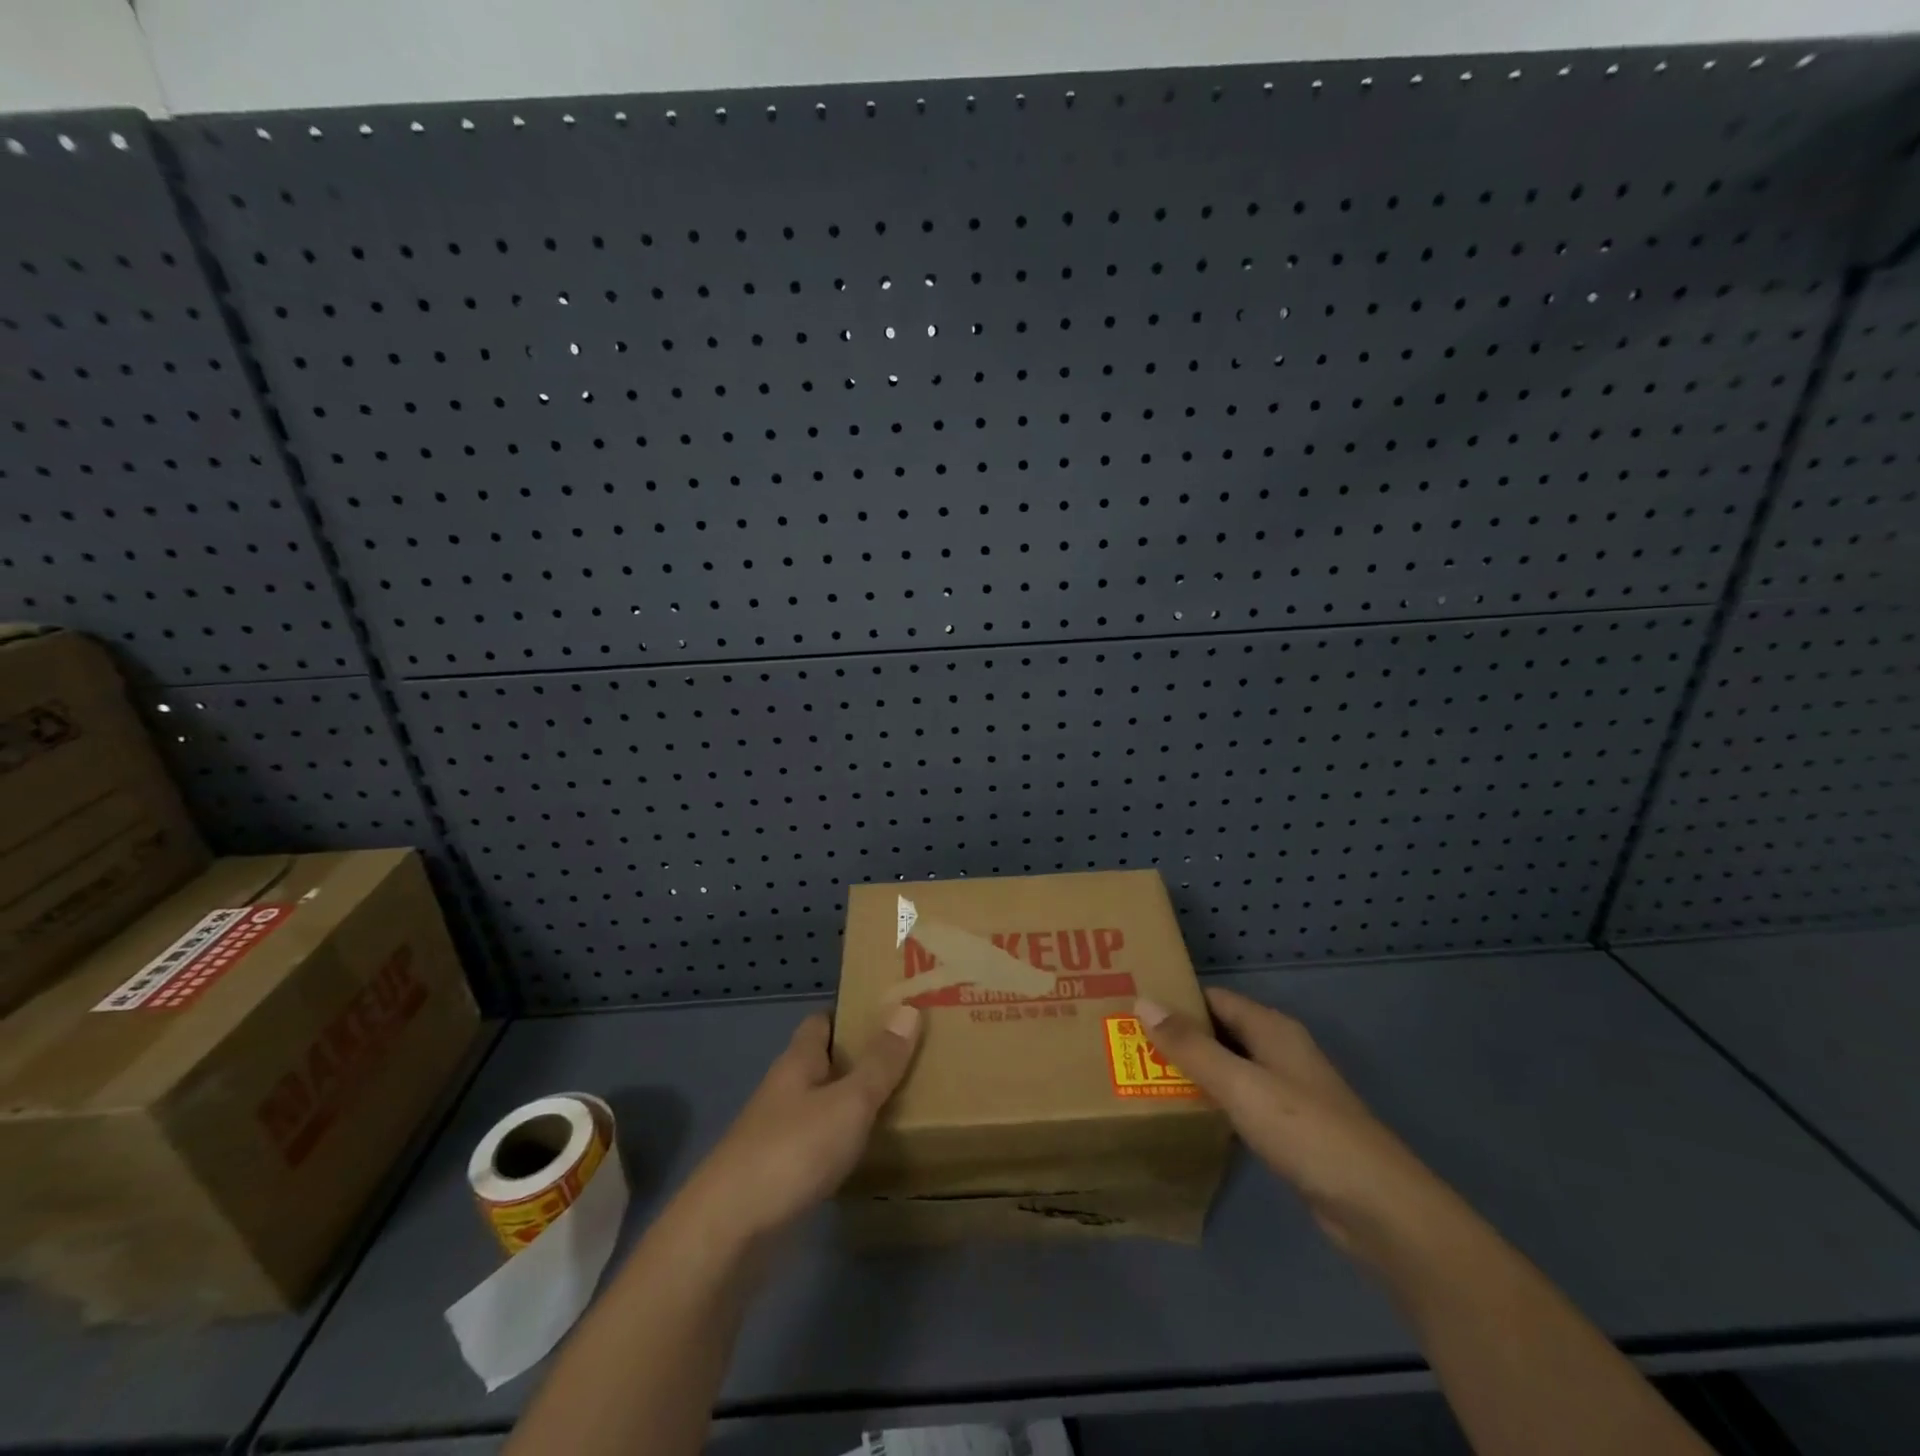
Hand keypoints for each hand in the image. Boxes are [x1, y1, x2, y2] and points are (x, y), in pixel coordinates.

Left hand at [675, 1005, 922, 1251]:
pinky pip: (819, 1145)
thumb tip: (909, 1009)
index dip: (851, 1014)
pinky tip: (869, 1154)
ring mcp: (778, 1135)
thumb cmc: (792, 1151)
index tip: (890, 1013)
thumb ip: (880, 1062)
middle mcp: (785, 1092)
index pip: (821, 1022)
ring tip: (902, 1102)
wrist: (729, 1233)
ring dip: (853, 1103)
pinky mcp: (779, 1177)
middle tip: (909, 1057)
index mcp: (797, 1063)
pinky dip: (843, 1142)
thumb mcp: (848, 1102)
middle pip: (823, 1063)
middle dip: (860, 1059)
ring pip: (822, 1106)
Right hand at [1136, 988, 1436, 1253]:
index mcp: (1271, 1029)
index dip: (1175, 999)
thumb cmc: (1305, 1131)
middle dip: (1178, 1035)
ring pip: (1229, 1067)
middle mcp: (1279, 1051)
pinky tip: (1185, 1114)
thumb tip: (1142, 1001)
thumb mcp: (1239, 1084)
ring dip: (1193, 1070)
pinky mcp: (1289, 1128)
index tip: (1130, 1006)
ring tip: (1143, 1075)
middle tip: (1126, 1043)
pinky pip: (1240, 1100)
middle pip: (1220, 1031)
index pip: (1213, 998)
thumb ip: (1190, 1046)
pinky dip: (1213, 1100)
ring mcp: (1287, 1091)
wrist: (1377, 1208)